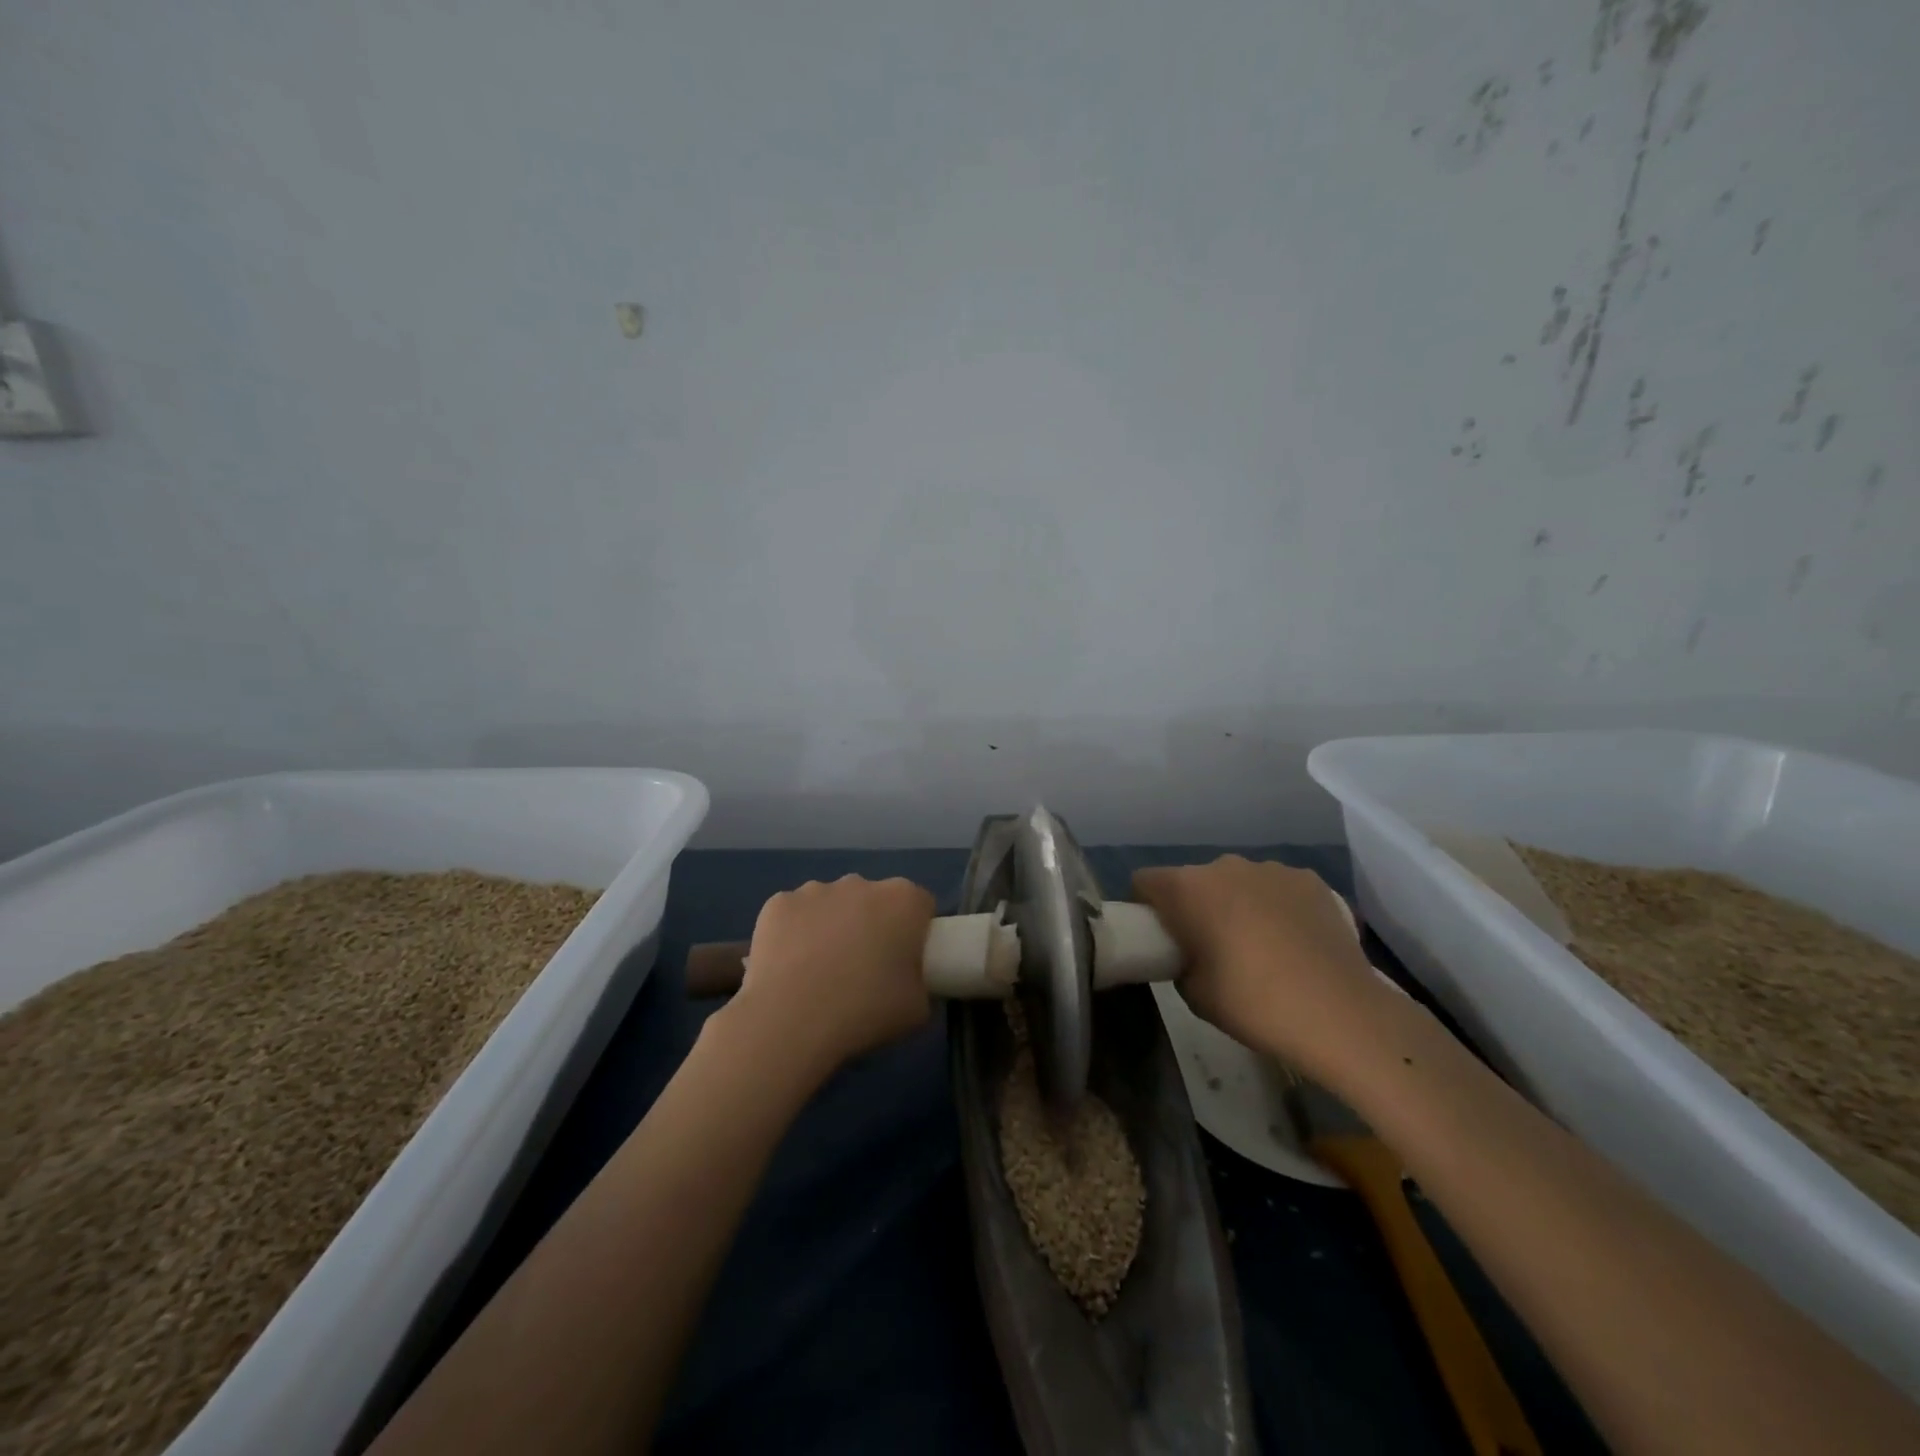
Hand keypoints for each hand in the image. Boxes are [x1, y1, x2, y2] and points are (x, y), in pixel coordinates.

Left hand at [728, 875, 934, 1081]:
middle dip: (872, 925)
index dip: (916, 932)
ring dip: (833, 926)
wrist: (791, 1020)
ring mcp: (816, 889)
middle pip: (874, 900)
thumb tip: (911, 983)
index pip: (920, 905)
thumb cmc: (865, 1011)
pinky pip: (795, 914)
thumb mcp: (917, 1010)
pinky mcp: (778, 903)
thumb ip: (922, 984)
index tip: (905, 961)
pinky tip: (788, 966)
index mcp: (903, 900)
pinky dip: (794, 933)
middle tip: (863, 969)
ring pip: (832, 904)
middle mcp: (861, 883)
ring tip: (819, 972)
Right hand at [1132, 855, 1388, 1080]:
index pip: (1145, 881)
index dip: (1145, 906)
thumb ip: (1180, 961)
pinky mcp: (1311, 880)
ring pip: (1239, 881)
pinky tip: (1296, 942)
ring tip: (1261, 945)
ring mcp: (1272, 869)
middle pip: (1194, 880)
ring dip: (1238, 903)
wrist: (1340, 1014)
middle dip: (1195, 905)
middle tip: (1211, 946)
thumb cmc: (1253, 1003)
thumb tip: (1191, 953)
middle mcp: (1225, 866)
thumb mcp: (1194, 994)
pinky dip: (1278, 907)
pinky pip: (1279, 888)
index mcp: (1187, 889)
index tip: (1159, 935)